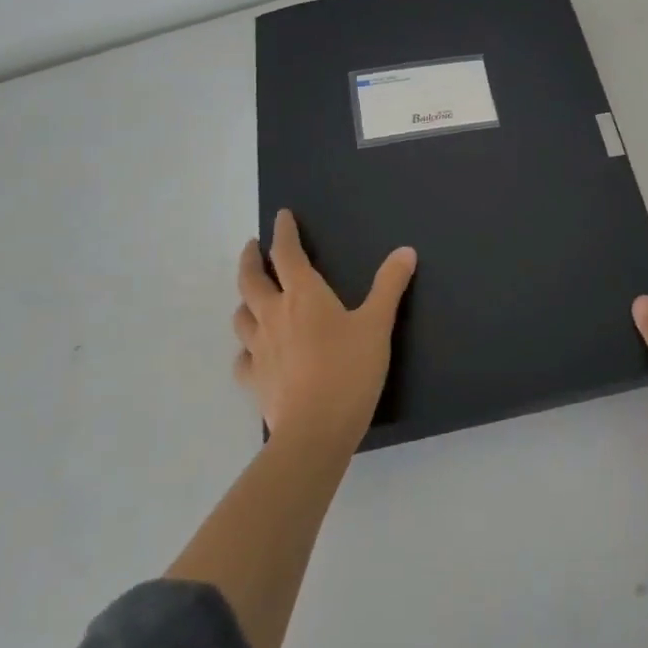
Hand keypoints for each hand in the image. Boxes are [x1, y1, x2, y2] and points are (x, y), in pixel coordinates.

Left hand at [233, 209, 416, 449]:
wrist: (315, 430)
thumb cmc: (349, 370)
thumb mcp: (378, 325)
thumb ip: (390, 286)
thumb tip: (406, 251)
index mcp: (304, 296)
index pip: (287, 254)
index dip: (284, 232)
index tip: (281, 216)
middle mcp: (274, 315)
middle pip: (251, 280)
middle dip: (251, 259)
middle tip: (252, 247)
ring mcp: (259, 349)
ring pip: (241, 316)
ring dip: (245, 300)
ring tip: (251, 296)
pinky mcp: (254, 380)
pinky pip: (243, 357)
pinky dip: (246, 348)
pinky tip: (253, 352)